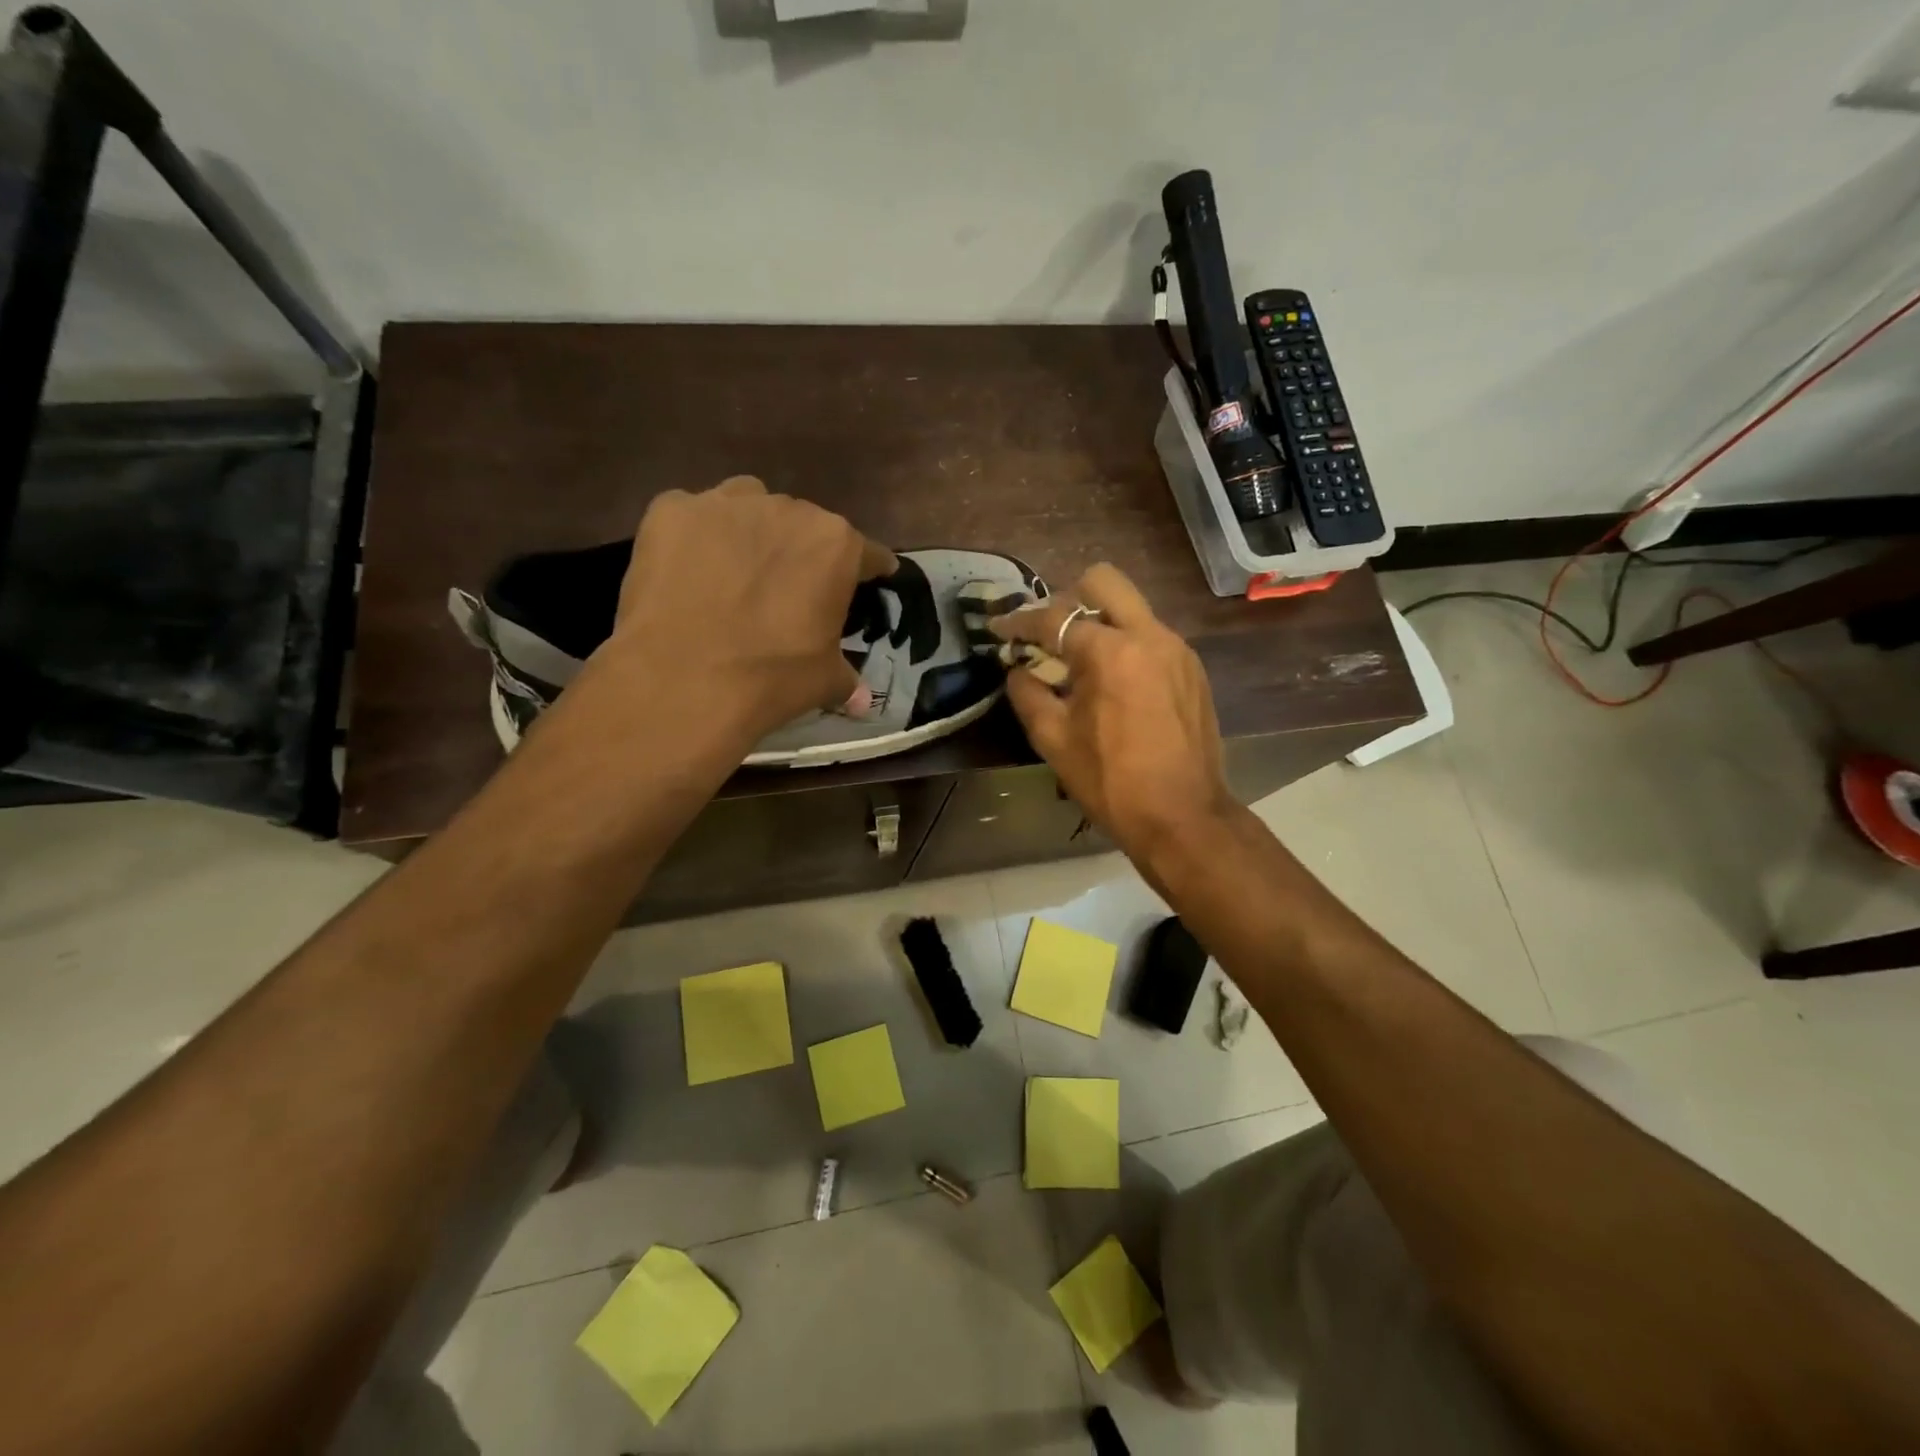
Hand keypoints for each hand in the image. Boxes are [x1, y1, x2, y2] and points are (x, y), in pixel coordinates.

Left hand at [600, 476, 896, 744]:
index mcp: (836, 545)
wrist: (682, 680)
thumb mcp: (824, 682)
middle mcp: (787, 510)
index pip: (867, 553)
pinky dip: (694, 537)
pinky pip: (691, 514)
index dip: (870, 569)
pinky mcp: (671, 510)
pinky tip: (686, 569)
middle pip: (803, 524)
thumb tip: (861, 700)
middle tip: (788, 589)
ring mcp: (725, 504)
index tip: (873, 578)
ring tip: (736, 569)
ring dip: (750, 530)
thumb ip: (847, 679)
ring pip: (748, 504)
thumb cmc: (772, 677)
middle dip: (801, 551)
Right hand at [991, 563, 1233, 854]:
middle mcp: (1148, 635)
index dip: (1018, 622)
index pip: (1053, 618)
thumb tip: (1018, 671)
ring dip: (1099, 622)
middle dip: (1068, 598)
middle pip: (1103, 581)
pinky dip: (1125, 645)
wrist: (1182, 816)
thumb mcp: (1054, 740)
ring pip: (1131, 608)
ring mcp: (1176, 649)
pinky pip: (1151, 636)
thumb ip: (1028, 694)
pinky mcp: (1193, 669)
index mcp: (1110, 651)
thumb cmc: (1110, 781)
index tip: (998, 629)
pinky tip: (1114, 684)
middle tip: (1049, 634)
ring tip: (1080, 663)